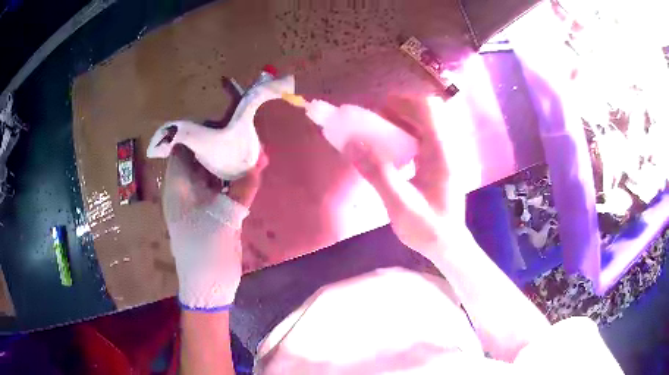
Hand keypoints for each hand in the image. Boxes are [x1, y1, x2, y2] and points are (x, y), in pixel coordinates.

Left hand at [162, 144, 266, 309]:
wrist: (208, 286)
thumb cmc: (206, 251)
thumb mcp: (225, 218)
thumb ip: (242, 189)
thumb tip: (257, 164)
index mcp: (178, 187)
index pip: (183, 148)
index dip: (200, 134)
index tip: (223, 125)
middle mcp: (185, 189)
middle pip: (199, 158)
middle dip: (220, 146)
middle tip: (243, 135)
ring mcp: (199, 201)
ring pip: (212, 173)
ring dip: (230, 163)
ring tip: (252, 151)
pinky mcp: (211, 212)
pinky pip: (222, 188)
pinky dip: (234, 180)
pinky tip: (252, 173)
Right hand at [344, 95, 467, 261]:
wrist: (447, 246)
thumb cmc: (428, 229)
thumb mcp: (399, 204)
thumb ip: (376, 172)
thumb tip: (351, 142)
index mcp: (441, 152)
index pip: (427, 109)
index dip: (400, 101)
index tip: (374, 109)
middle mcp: (445, 147)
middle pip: (424, 112)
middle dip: (396, 109)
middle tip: (371, 120)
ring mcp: (443, 154)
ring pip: (422, 124)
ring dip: (398, 121)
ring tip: (376, 131)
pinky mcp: (438, 163)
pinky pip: (421, 138)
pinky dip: (403, 135)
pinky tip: (389, 150)